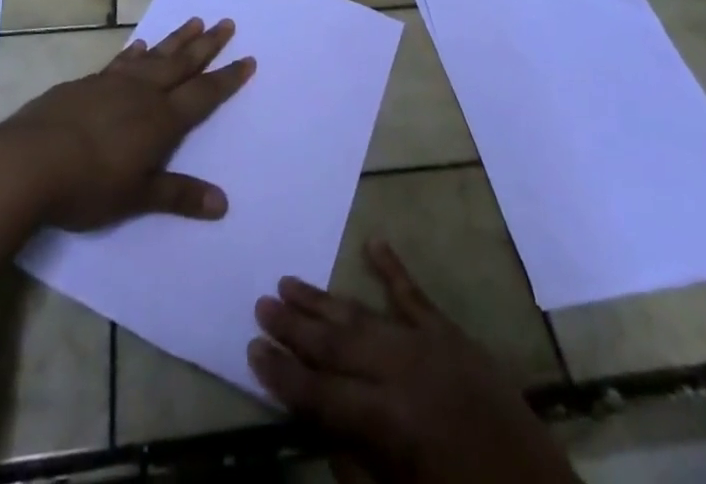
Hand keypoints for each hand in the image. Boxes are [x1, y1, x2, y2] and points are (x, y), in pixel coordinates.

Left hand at [0, 16, 254, 231]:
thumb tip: (222, 203)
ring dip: (176, 40)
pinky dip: (136, 52)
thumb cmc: (88, 185)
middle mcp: (142, 93)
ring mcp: (113, 83)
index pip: (203, 95)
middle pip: (182, 64)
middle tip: (227, 23)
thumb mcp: (137, 197)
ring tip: (195, 21)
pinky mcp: (86, 83)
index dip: (227, 79)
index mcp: (161, 120)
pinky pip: (122, 61)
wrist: (28, 161)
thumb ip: (178, 195)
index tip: (247, 59)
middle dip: (207, 45)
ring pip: (154, 56)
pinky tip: (140, 45)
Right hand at [248, 240, 576, 483]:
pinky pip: (416, 296)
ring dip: (326, 299)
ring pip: (365, 314)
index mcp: (391, 424)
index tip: (251, 349)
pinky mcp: (454, 336)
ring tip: (290, 281)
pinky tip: (373, 242)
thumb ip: (357, 466)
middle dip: (295, 326)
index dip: (283, 375)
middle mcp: (404, 374)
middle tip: (260, 303)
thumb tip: (320, 425)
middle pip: (337, 344)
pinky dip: (393, 268)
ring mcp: (430, 347)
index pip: (321, 395)